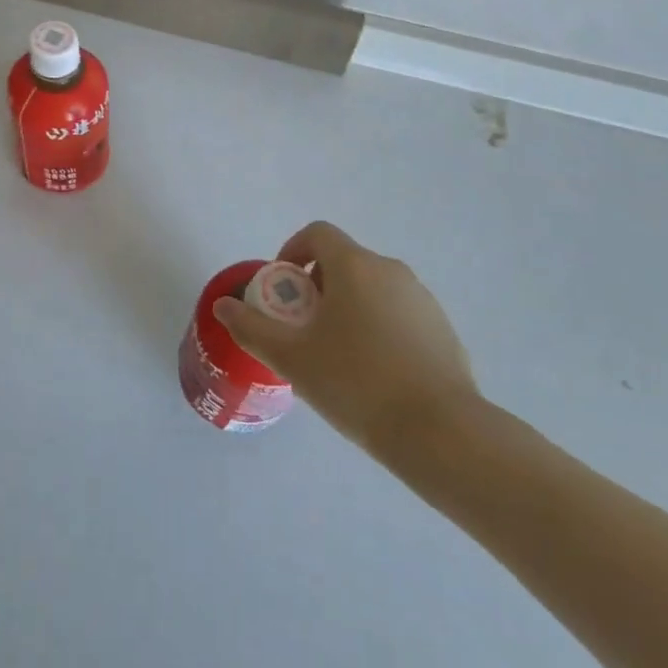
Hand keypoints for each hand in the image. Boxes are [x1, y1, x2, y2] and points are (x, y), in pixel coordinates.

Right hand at [215, 221, 479, 447]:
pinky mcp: (443, 328)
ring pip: (372, 288)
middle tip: (303, 328)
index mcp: (354, 266)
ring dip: (348, 307)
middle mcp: (391, 270)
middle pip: (343, 261)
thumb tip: (224, 306)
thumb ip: (251, 328)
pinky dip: (377, 327)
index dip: (291, 252)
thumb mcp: (291, 358)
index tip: (283, 290)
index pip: (317, 234)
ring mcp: (422, 299)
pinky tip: (374, 374)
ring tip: (337, 355)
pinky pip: (397, 313)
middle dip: (316, 287)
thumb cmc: (356, 384)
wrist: (441, 433)